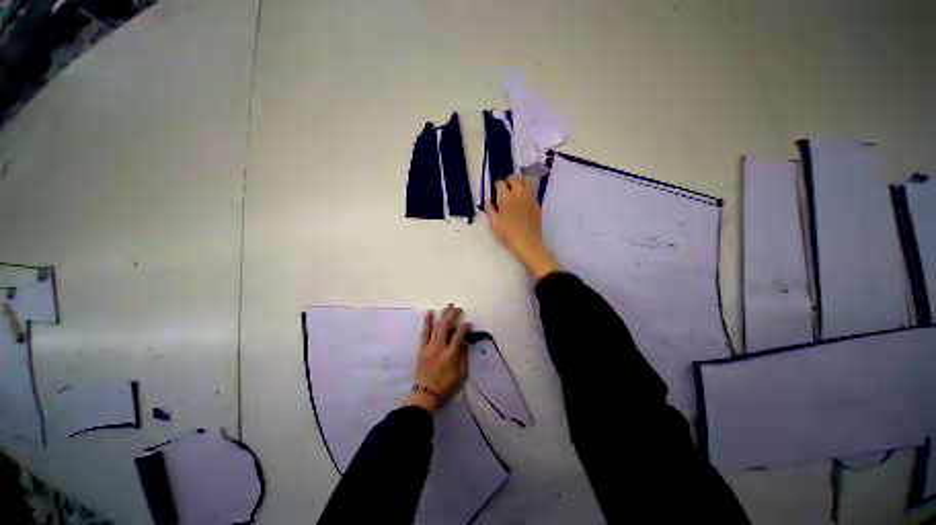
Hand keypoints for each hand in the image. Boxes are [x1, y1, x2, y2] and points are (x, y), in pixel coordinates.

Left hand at [403, 304, 469, 413]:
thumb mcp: (461, 375)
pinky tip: (429, 313)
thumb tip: (464, 343)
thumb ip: (463, 357)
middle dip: (452, 315)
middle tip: (458, 308)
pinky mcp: (422, 348)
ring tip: (448, 306)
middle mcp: (439, 348)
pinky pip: (424, 333)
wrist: (425, 394)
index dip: (465, 327)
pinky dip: (427, 322)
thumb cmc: (446, 385)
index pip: (458, 335)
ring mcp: (429, 347)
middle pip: (445, 326)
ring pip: (436, 327)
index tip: (469, 323)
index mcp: (450, 355)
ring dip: (442, 315)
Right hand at [487, 174, 561, 280]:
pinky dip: (526, 193)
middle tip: (505, 190)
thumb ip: (490, 210)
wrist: (527, 243)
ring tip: (515, 193)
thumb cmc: (507, 235)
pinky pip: (532, 193)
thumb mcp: (493, 224)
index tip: (495, 193)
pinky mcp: (537, 205)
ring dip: (520, 184)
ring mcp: (530, 199)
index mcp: (506, 197)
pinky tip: (523, 203)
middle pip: (515, 178)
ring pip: (526, 182)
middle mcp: (519, 194)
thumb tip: (489, 202)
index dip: (497, 186)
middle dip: (509, 181)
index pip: (501, 183)